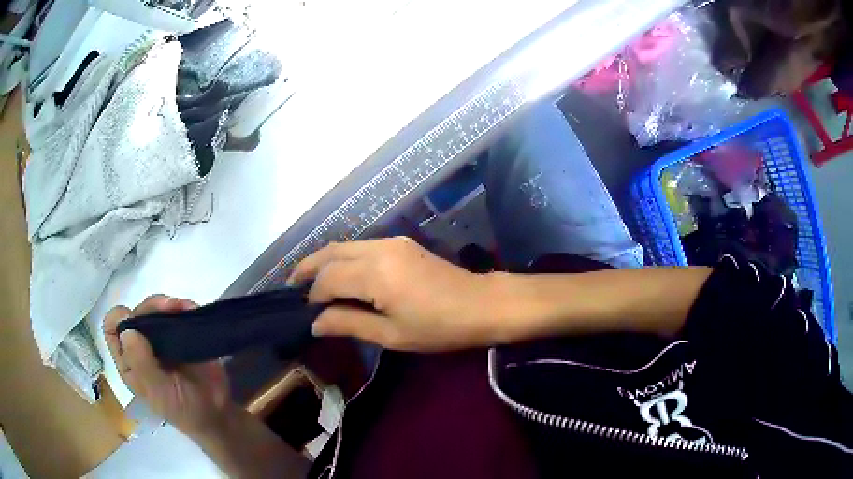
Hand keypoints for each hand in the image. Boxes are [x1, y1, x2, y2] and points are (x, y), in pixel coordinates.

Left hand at [103, 295, 230, 436]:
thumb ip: (142, 364)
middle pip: (135, 313)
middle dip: (150, 307)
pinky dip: (183, 307)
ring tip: (184, 308)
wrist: (217, 414)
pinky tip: (192, 310)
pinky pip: (177, 312)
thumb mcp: (159, 393)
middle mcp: (141, 346)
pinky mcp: (182, 334)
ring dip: (167, 304)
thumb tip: (127, 330)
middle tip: (170, 307)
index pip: (112, 329)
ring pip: (155, 309)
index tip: (135, 321)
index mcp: (129, 361)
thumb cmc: (183, 409)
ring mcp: (161, 339)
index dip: (118, 320)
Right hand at [288, 237, 498, 351]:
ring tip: (309, 281)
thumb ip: (349, 324)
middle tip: (291, 286)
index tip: (305, 313)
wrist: (481, 305)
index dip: (312, 295)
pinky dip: (343, 258)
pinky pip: (360, 246)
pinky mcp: (400, 243)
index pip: (328, 278)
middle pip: (330, 252)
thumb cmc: (438, 328)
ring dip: (324, 260)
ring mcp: (390, 242)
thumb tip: (315, 323)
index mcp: (375, 273)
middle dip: (307, 268)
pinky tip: (340, 275)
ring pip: (344, 245)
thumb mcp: (391, 335)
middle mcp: (378, 249)